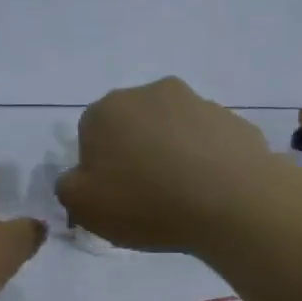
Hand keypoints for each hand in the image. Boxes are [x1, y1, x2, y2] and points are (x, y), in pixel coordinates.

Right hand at [57, 77, 282, 251]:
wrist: (233, 201)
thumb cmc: (148, 203)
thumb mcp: (85, 207)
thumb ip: (68, 187)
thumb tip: (79, 177)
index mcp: (107, 109)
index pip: (90, 136)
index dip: (100, 170)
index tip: (115, 198)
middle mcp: (151, 93)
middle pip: (133, 127)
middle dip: (136, 154)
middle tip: (148, 196)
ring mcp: (197, 102)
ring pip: (173, 131)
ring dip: (172, 154)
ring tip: (185, 196)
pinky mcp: (233, 119)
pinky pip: (208, 141)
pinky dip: (206, 159)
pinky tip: (212, 190)